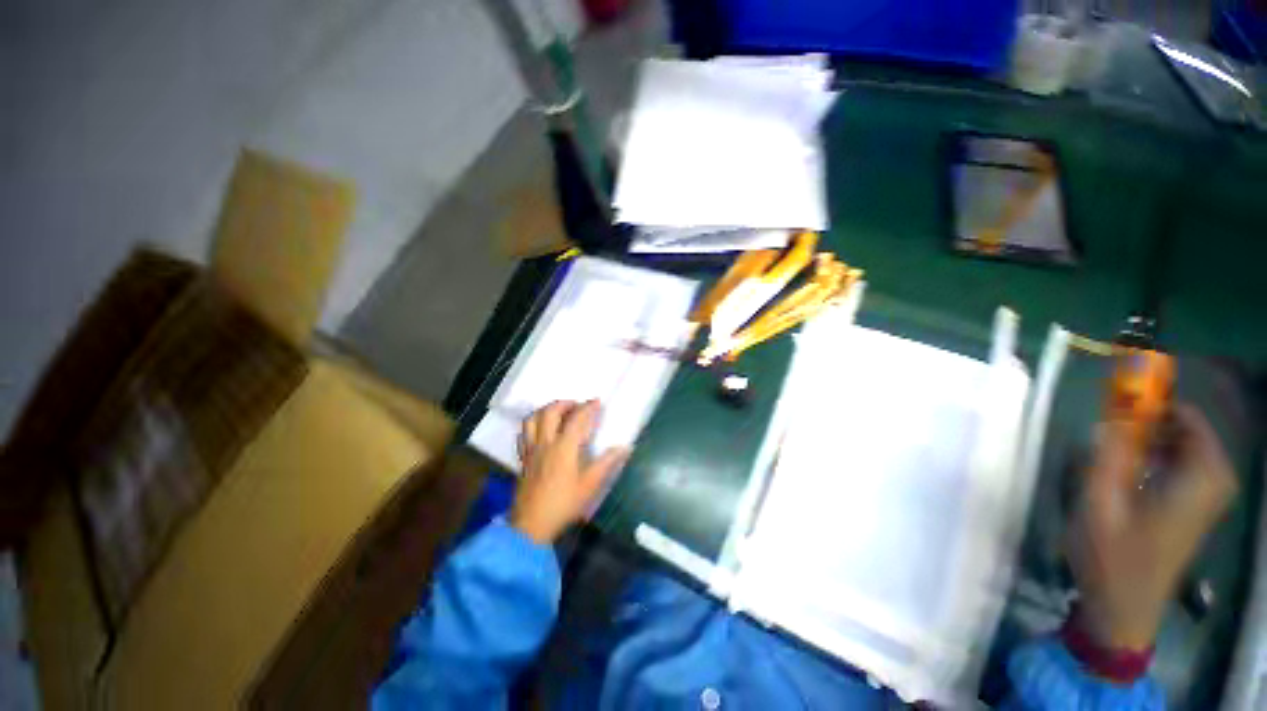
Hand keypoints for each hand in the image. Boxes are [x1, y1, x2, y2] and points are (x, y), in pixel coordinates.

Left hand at [510, 400, 629, 544]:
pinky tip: (539, 431)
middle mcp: (545, 443)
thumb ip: (607, 463)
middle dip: (564, 403)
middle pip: (550, 412)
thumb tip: (625, 447)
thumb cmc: (564, 504)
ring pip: (532, 419)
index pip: (576, 419)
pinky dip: (532, 425)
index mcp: (564, 447)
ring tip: (557, 412)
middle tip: (576, 405)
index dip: (588, 407)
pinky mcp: (523, 459)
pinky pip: (523, 434)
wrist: (532, 525)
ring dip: (545, 410)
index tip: (597, 401)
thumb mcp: (590, 485)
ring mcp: (531, 450)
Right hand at [1068, 404, 1236, 649]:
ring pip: (1187, 446)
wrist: (1125, 607)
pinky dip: (1160, 453)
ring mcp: (1206, 497)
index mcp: (1197, 479)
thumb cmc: (1112, 556)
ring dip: (1153, 435)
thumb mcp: (1099, 503)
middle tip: (1112, 420)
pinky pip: (1185, 463)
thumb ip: (1108, 455)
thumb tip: (1113, 416)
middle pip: (1189, 429)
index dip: (1156, 400)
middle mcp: (1211, 482)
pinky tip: (1132, 464)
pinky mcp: (1195, 507)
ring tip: (1116, 440)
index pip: (1188, 418)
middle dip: (1152, 417)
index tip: (1119, 394)